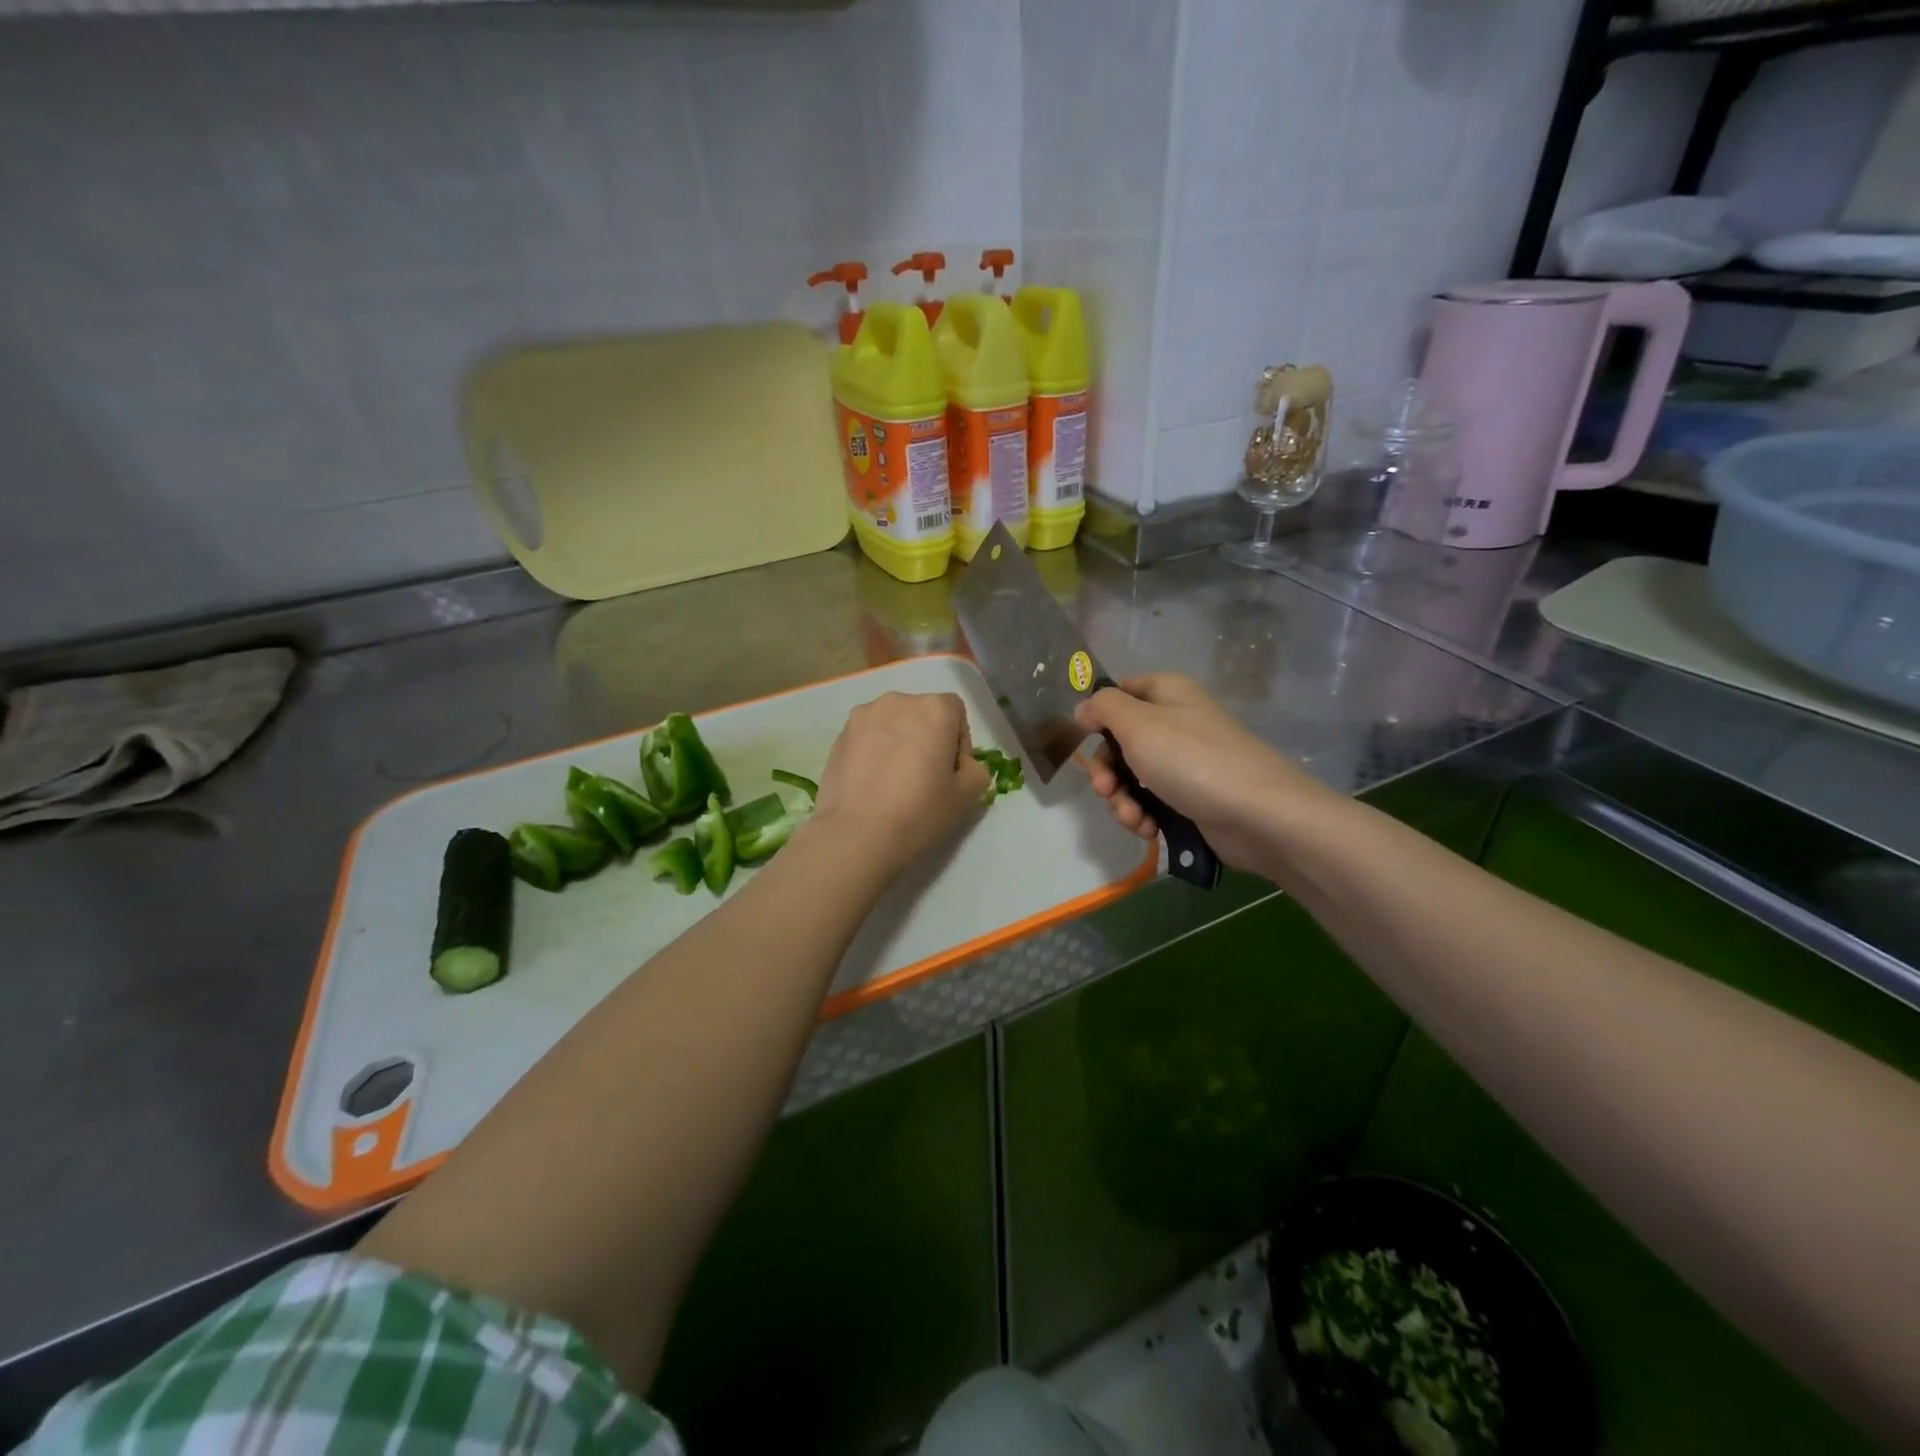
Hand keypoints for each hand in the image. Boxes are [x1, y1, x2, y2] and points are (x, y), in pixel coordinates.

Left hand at [808, 692, 992, 869]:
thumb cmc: (919, 811)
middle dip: (928, 738)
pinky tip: (872, 784)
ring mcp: (863, 716)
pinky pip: (867, 737)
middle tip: (925, 778)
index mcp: (934, 708)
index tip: (952, 772)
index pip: (956, 712)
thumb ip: (976, 770)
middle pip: (922, 714)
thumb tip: (962, 765)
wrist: (856, 835)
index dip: (959, 742)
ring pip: (892, 724)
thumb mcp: (968, 796)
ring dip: (899, 742)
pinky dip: (874, 752)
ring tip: (895, 781)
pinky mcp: (839, 736)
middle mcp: (898, 701)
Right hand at [1074, 673, 1332, 872]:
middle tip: (1106, 790)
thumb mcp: (1138, 723)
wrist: (1258, 814)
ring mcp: (1185, 763)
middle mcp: (1175, 723)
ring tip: (1134, 819)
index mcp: (1166, 694)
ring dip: (1122, 801)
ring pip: (1132, 778)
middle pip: (1119, 742)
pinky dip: (1144, 816)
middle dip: (1106, 772)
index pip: (1119, 693)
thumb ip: (1103, 708)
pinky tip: (1149, 830)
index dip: (1098, 716)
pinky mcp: (1192, 798)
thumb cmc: (1192, 760)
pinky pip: (1152, 803)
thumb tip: (1084, 708)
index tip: (1085, 740)